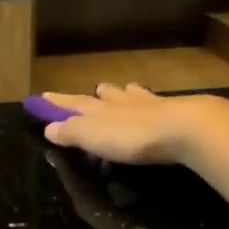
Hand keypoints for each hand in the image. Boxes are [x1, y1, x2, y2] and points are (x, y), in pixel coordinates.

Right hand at [40, 83, 228, 227]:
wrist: (185, 129)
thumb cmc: (132, 136)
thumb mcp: (92, 137)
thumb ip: (71, 132)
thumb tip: (48, 128)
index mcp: (98, 109)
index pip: (71, 105)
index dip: (56, 104)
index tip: (42, 98)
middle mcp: (121, 102)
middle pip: (104, 95)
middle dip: (96, 95)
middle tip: (93, 91)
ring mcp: (149, 104)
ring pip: (131, 95)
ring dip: (124, 94)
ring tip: (123, 90)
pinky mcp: (174, 112)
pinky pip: (155, 103)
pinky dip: (149, 102)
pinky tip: (156, 104)